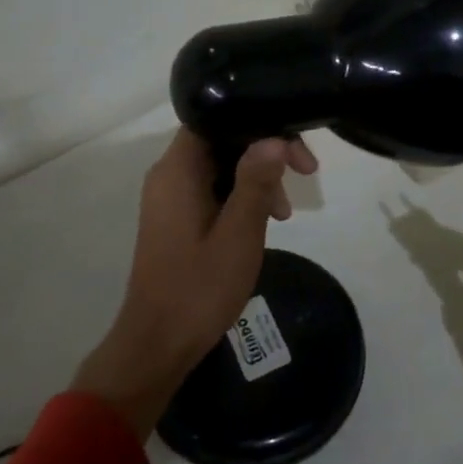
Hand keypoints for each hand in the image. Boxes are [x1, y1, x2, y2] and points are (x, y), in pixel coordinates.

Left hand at [73, 130, 318, 437]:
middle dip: (266, 152)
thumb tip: (274, 137)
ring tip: (285, 213)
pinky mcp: (177, 217)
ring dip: (258, 178)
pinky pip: (214, 188)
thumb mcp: (239, 233)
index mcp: (178, 170)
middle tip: (305, 175)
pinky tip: (266, 220)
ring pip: (222, 165)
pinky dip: (242, 196)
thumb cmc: (199, 288)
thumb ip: (256, 181)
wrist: (157, 346)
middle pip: (223, 139)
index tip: (295, 149)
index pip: (217, 118)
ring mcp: (171, 197)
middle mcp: (169, 175)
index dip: (258, 122)